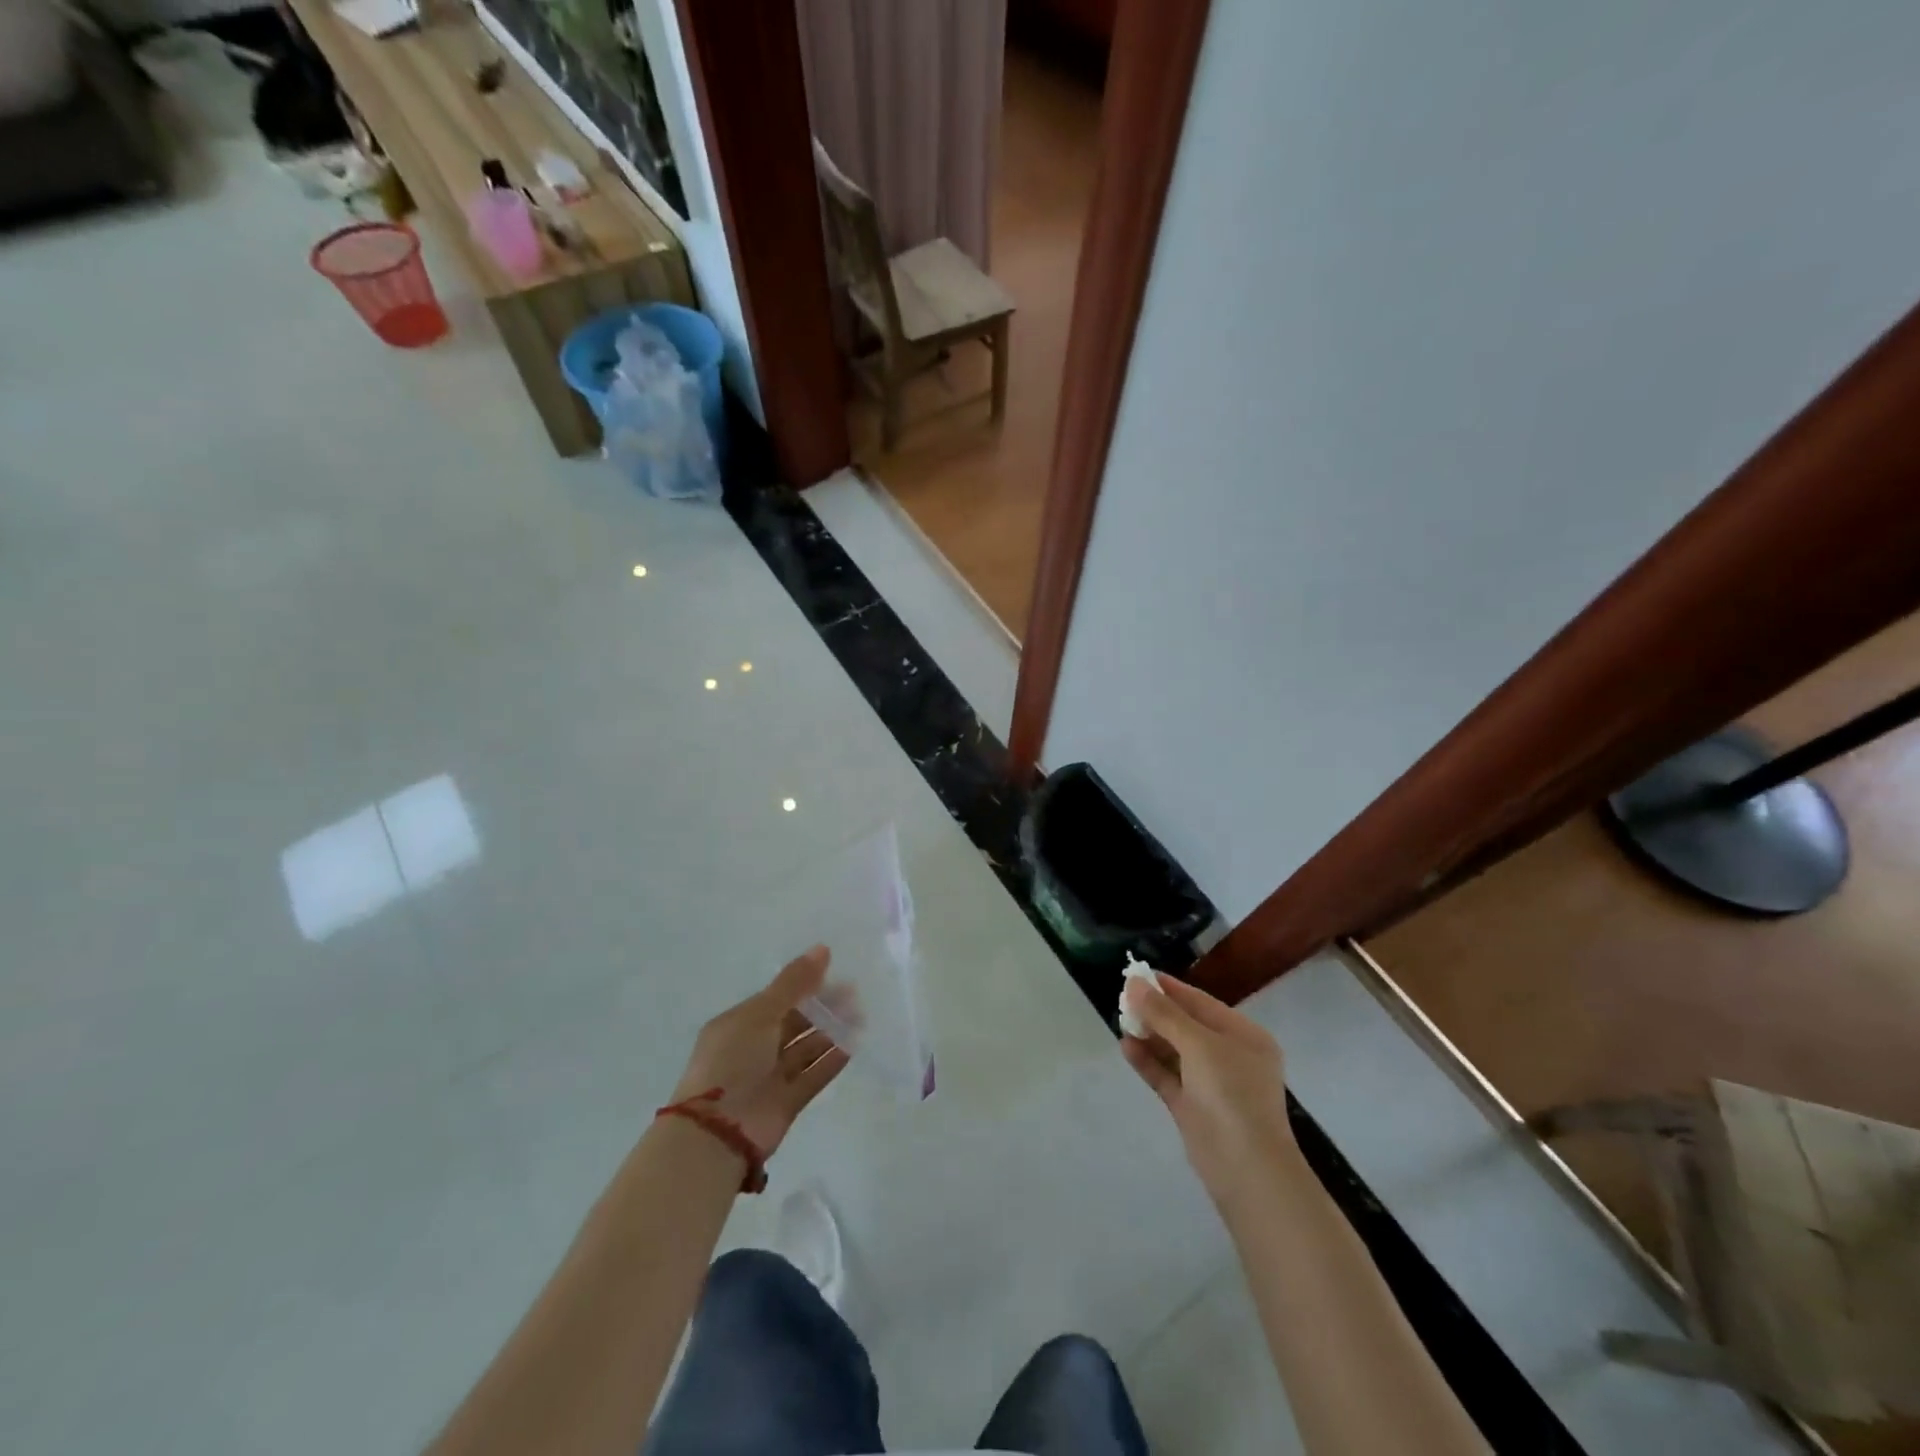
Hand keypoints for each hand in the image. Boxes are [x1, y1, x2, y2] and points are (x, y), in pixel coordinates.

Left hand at [670, 947, 849, 1156]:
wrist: (718, 1133)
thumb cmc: (732, 1062)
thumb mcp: (760, 1014)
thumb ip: (793, 983)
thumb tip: (822, 948)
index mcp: (740, 1024)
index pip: (777, 999)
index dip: (805, 985)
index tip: (834, 972)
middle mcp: (755, 1049)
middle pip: (795, 1022)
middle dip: (822, 1007)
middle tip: (854, 994)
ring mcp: (771, 1077)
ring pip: (806, 1048)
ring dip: (831, 1031)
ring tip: (860, 1015)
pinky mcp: (787, 1102)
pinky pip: (814, 1075)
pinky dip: (832, 1060)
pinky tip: (854, 1043)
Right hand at [1121, 974, 1296, 1203]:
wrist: (1246, 1170)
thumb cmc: (1231, 1094)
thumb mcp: (1199, 1045)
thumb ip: (1165, 1013)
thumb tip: (1135, 983)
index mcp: (1244, 1036)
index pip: (1201, 1003)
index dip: (1169, 988)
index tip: (1137, 974)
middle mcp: (1230, 1056)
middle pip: (1186, 1025)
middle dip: (1156, 1012)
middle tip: (1122, 997)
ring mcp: (1211, 1084)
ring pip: (1174, 1051)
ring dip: (1149, 1035)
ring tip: (1120, 1020)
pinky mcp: (1193, 1108)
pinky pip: (1167, 1076)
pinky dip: (1148, 1061)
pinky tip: (1125, 1047)